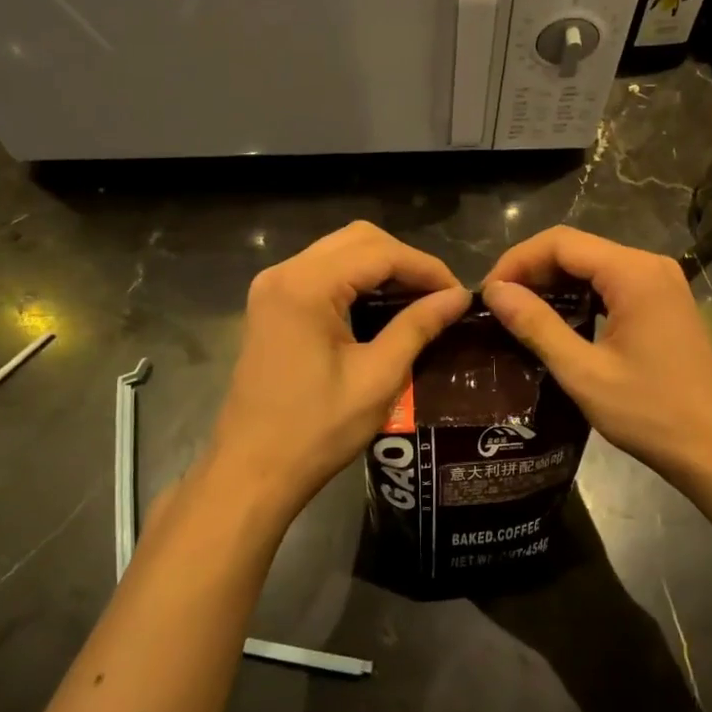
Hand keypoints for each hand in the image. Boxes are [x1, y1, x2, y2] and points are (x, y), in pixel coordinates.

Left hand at [207, 222, 469, 522]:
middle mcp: (284, 273)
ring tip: (419, 300)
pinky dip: (357, 280)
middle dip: (405, 261)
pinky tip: (382, 307)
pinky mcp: (271, 305)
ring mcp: (272, 287)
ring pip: (340, 251)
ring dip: (382, 268)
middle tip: (440, 297)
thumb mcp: (378, 377)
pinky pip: (323, 272)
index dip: (426, 268)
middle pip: (358, 239)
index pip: (380, 252)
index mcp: (306, 286)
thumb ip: (418, 326)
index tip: (459, 295)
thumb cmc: (316, 430)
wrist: (252, 471)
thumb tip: (459, 296)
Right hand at [482, 227, 711, 488]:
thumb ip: (537, 326)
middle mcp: (650, 265)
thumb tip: (495, 292)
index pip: (561, 242)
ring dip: (554, 283)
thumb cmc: (650, 413)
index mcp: (633, 273)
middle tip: (498, 305)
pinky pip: (612, 283)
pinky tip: (558, 320)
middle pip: (577, 248)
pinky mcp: (664, 302)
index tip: (487, 294)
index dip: (517, 261)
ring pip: (594, 265)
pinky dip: (580, 295)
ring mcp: (662, 283)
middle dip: (533, 270)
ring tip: (519, 313)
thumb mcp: (584, 372)